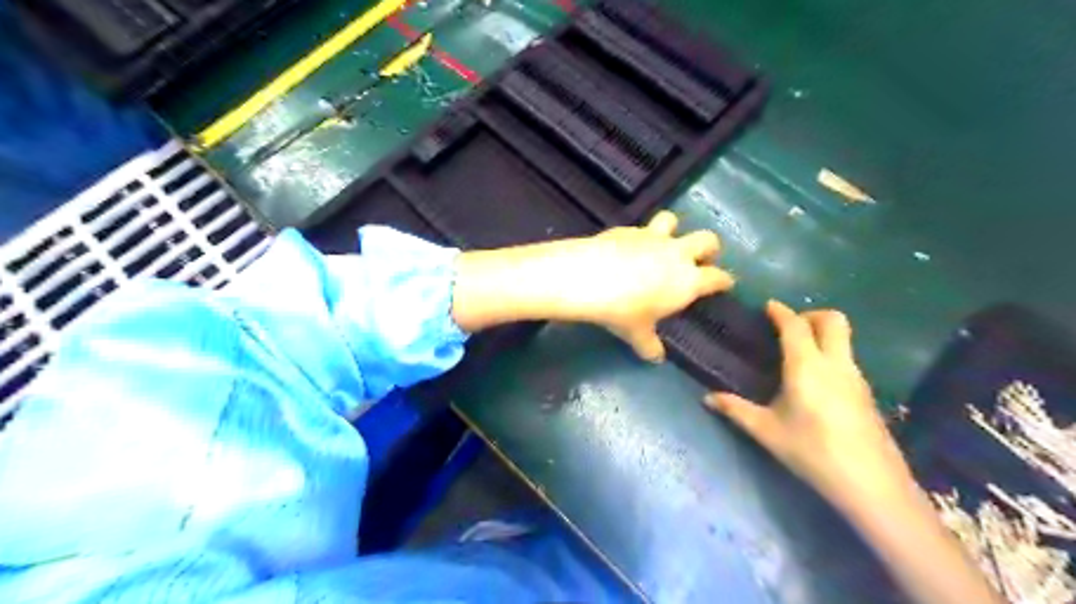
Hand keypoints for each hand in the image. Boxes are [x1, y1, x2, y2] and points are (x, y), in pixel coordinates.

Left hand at [547, 212, 731, 360]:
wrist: (589, 278)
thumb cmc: (622, 311)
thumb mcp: (637, 333)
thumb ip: (650, 345)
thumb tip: (656, 358)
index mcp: (687, 281)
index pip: (717, 277)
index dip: (724, 281)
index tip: (726, 284)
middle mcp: (676, 254)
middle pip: (707, 240)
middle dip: (709, 248)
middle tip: (702, 259)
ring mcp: (652, 237)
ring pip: (672, 220)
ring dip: (673, 230)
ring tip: (665, 242)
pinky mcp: (627, 229)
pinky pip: (640, 228)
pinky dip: (639, 236)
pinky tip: (627, 248)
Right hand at [708, 300, 913, 510]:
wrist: (871, 483)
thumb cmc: (812, 451)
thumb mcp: (767, 431)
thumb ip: (736, 410)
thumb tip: (707, 398)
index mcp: (807, 366)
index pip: (795, 326)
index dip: (781, 312)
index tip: (768, 306)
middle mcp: (835, 363)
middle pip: (833, 320)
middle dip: (810, 315)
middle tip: (789, 327)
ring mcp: (856, 377)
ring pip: (845, 338)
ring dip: (822, 334)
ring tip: (798, 353)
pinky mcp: (866, 392)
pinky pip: (847, 358)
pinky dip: (831, 354)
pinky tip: (815, 381)